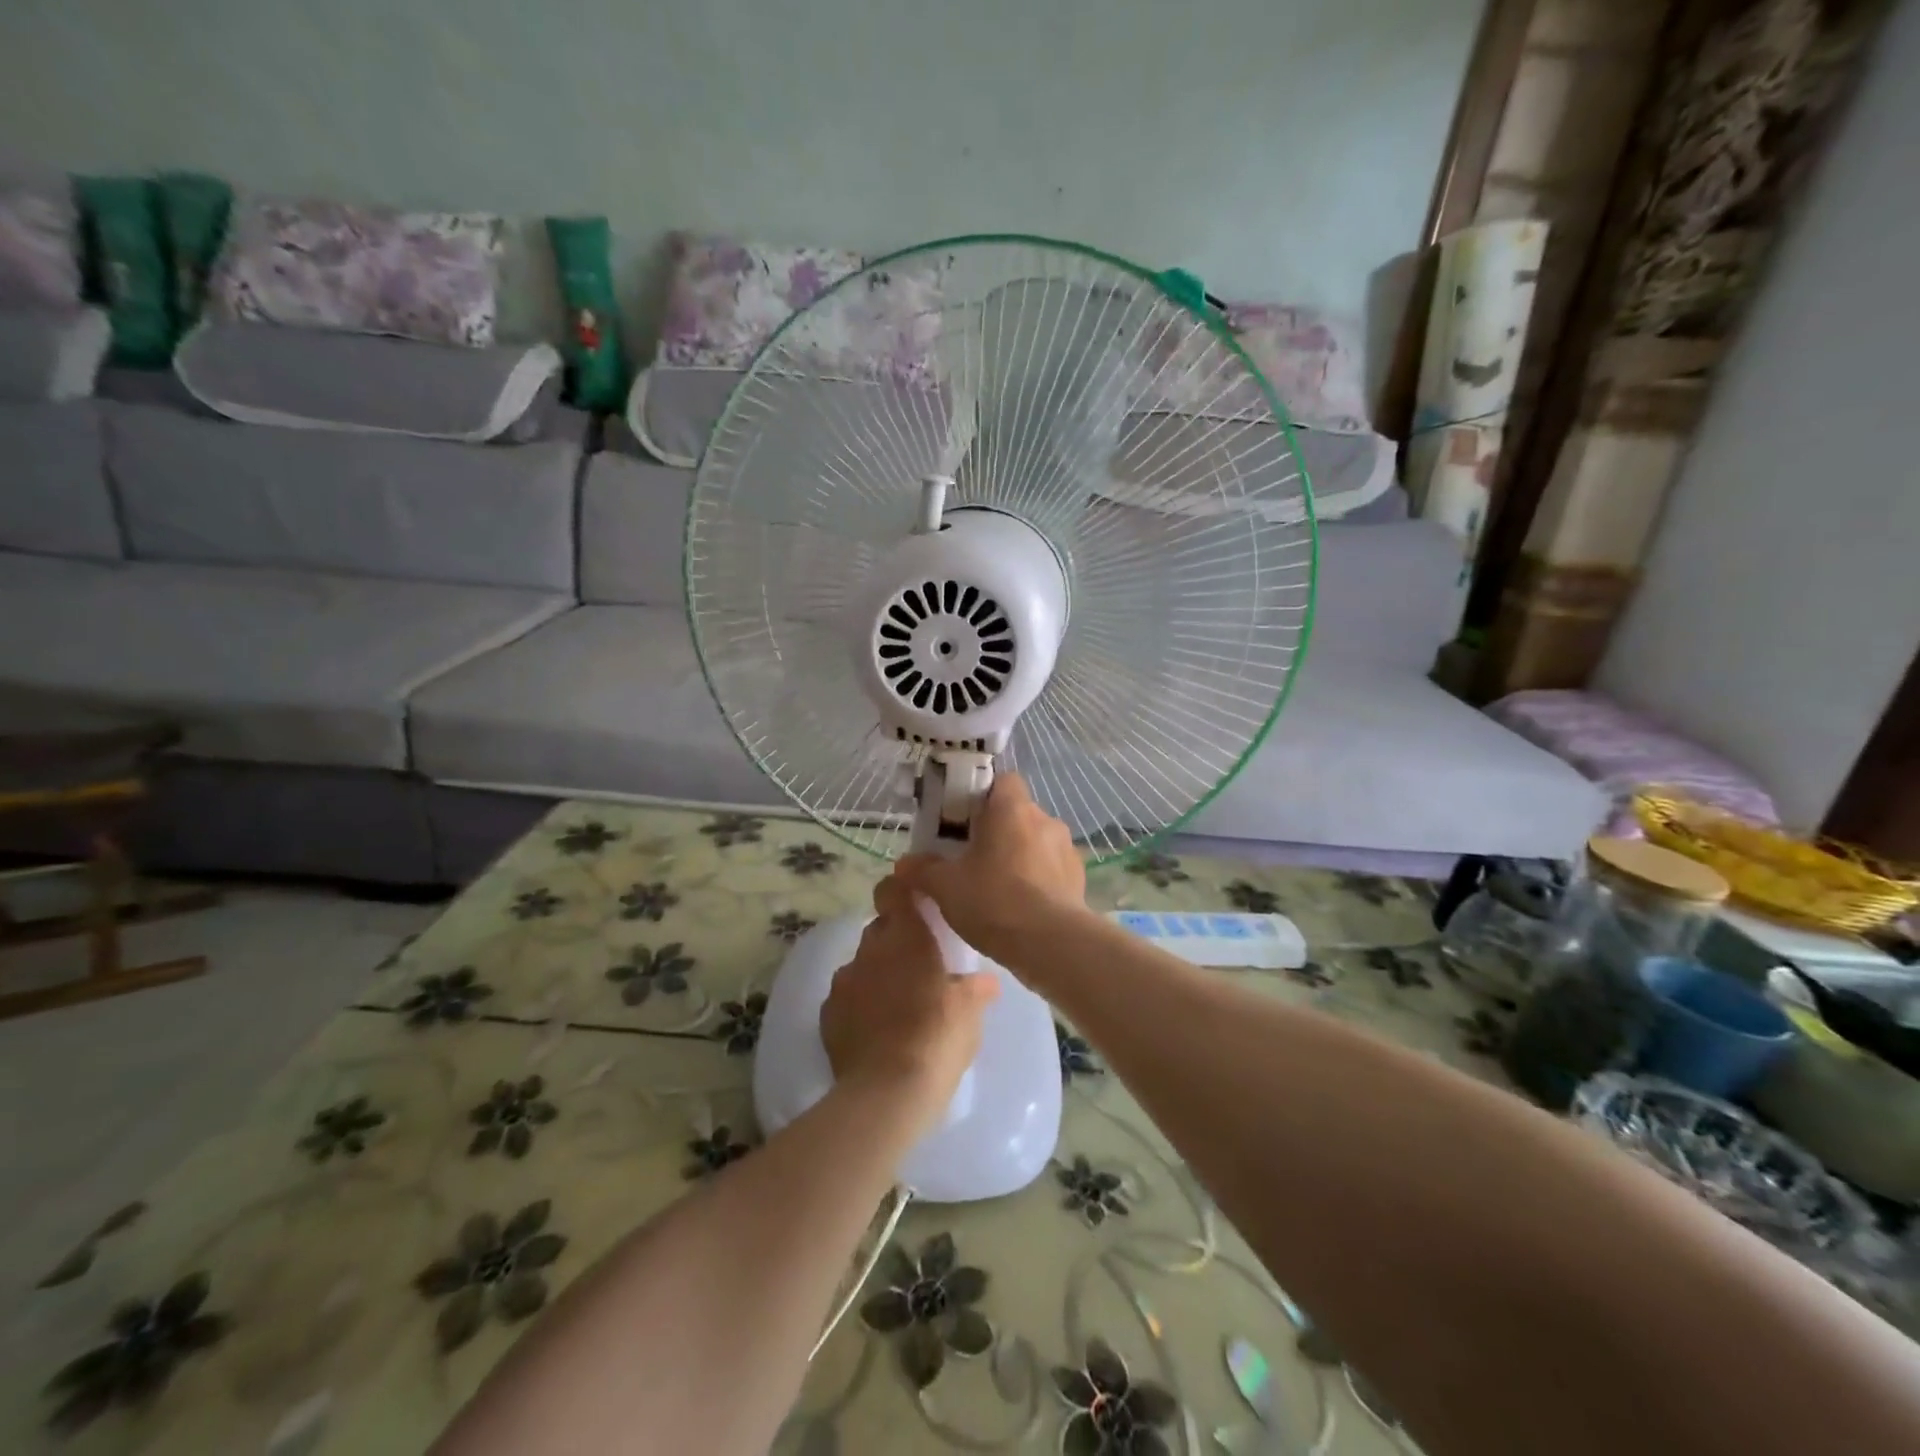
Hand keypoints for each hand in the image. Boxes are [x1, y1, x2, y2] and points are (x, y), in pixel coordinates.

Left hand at [821, 868, 999, 1132]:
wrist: (887, 1091)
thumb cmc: (937, 1037)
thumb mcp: (970, 1011)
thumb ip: (975, 988)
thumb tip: (985, 981)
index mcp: (907, 936)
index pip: (893, 890)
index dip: (900, 890)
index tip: (913, 901)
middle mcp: (870, 949)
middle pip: (880, 929)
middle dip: (895, 940)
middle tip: (918, 965)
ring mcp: (844, 981)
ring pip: (861, 964)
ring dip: (877, 974)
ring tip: (897, 1004)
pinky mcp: (827, 1015)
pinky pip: (846, 998)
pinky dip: (859, 1005)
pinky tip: (876, 1030)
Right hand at [895, 772, 1088, 970]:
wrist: (1051, 944)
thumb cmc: (994, 901)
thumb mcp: (945, 887)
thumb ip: (923, 870)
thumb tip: (904, 863)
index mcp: (1012, 809)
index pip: (1002, 781)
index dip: (983, 796)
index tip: (965, 820)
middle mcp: (1044, 820)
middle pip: (1018, 813)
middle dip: (998, 831)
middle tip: (973, 858)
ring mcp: (1066, 849)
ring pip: (1037, 841)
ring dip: (1020, 855)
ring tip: (999, 887)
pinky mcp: (1079, 878)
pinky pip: (1053, 868)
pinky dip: (1039, 879)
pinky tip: (1023, 906)